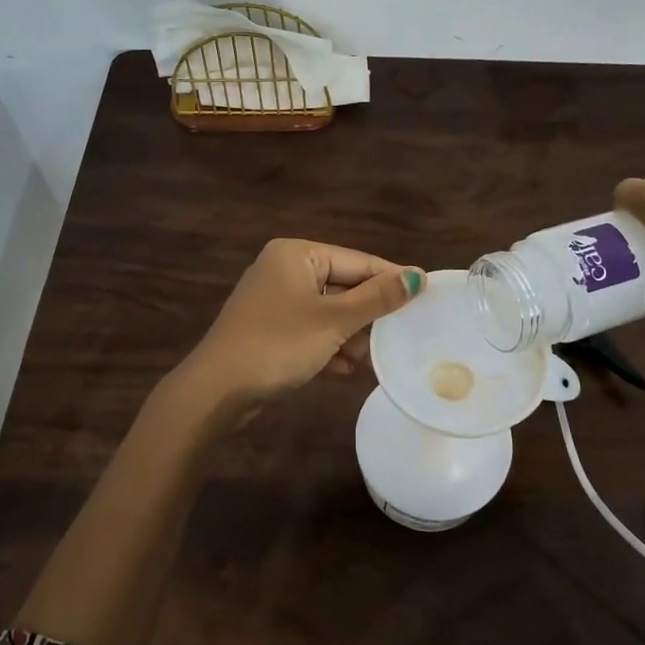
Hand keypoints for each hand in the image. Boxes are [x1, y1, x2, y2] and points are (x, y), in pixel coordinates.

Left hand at [176, 239, 423, 412]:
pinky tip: (347, 371)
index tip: (426, 297)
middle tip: (404, 333)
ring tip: (375, 359)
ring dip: (351, 336)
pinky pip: (310, 332)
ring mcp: (274, 302)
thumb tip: (419, 275)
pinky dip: (329, 348)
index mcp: (296, 254)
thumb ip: (377, 298)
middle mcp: (284, 269)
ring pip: (328, 312)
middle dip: (369, 314)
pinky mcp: (269, 331)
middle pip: (343, 286)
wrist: (217, 391)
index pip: (357, 260)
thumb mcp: (334, 321)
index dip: (392, 279)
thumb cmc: (278, 344)